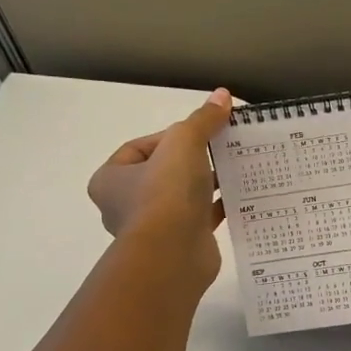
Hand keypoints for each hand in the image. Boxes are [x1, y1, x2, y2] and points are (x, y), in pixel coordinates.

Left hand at [87, 89, 232, 292]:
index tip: (199, 135)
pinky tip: (240, 196)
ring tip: (235, 171)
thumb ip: (202, 120)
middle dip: (192, 161)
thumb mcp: (184, 143)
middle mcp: (125, 204)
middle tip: (220, 150)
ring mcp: (154, 227)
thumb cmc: (165, 194)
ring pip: (183, 196)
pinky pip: (200, 217)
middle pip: (163, 171)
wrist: (174, 255)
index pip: (139, 147)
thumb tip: (222, 95)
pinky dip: (217, 206)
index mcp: (110, 179)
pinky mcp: (180, 242)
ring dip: (206, 184)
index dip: (170, 136)